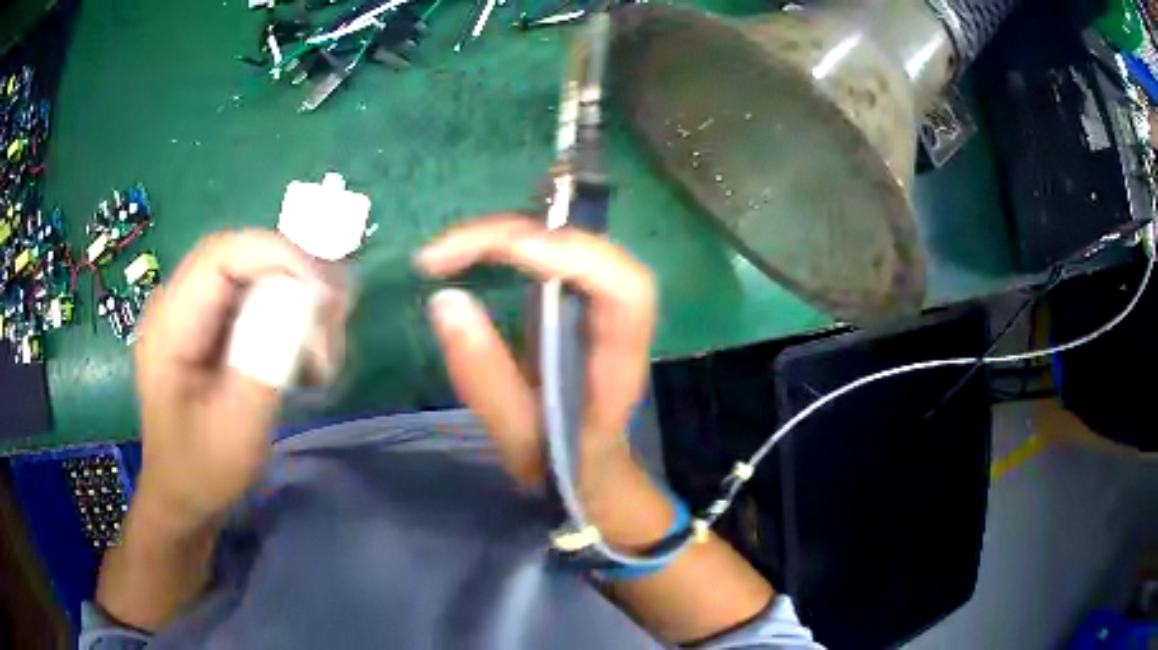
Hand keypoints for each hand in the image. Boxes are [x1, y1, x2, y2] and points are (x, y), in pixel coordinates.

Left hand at [133, 230, 343, 530]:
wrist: (184, 497)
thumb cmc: (203, 471)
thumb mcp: (238, 426)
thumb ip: (267, 358)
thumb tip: (309, 298)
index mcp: (170, 324)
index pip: (223, 254)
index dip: (278, 257)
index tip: (323, 295)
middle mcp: (179, 304)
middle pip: (243, 256)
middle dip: (294, 279)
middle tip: (332, 324)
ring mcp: (195, 314)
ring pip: (255, 275)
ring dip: (297, 302)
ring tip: (322, 352)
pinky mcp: (211, 327)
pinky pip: (256, 300)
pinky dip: (289, 319)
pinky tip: (306, 357)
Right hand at [417, 215, 664, 544]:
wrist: (589, 470)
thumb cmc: (563, 462)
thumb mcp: (519, 437)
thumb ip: (485, 377)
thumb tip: (445, 299)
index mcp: (620, 359)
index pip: (624, 289)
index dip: (574, 257)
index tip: (505, 253)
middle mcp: (619, 319)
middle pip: (587, 250)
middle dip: (514, 237)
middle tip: (442, 255)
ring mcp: (599, 304)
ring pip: (567, 243)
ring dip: (506, 236)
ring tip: (445, 254)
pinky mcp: (576, 299)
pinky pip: (550, 255)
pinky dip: (507, 246)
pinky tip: (470, 253)